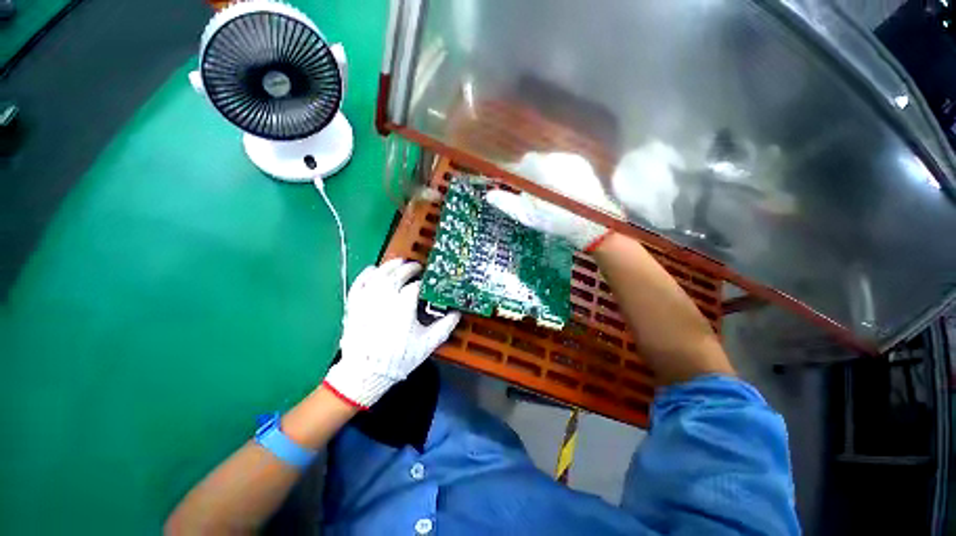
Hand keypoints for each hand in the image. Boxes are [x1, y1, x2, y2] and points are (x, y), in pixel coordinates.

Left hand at [322, 259, 460, 408]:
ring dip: (390, 266)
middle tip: (417, 267)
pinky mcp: (354, 305)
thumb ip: (445, 326)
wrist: (364, 374)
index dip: (425, 282)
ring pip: (379, 275)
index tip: (431, 281)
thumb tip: (457, 313)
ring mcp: (367, 300)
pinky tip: (373, 269)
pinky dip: (366, 274)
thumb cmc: (399, 359)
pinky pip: (359, 283)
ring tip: (400, 262)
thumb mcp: (427, 344)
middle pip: (398, 275)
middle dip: (409, 268)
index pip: (416, 286)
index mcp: (403, 306)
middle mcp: (385, 298)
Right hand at [486, 152, 622, 250]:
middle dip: (527, 174)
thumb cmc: (557, 220)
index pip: (516, 165)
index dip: (511, 175)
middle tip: (529, 192)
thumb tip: (489, 195)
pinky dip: (555, 171)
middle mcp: (553, 157)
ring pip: (546, 160)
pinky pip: (561, 162)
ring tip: (546, 191)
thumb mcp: (528, 215)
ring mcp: (569, 158)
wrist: (593, 223)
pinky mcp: (581, 162)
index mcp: (537, 169)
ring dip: (541, 171)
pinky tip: (559, 186)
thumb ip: (507, 203)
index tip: (507, 184)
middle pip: (531, 161)